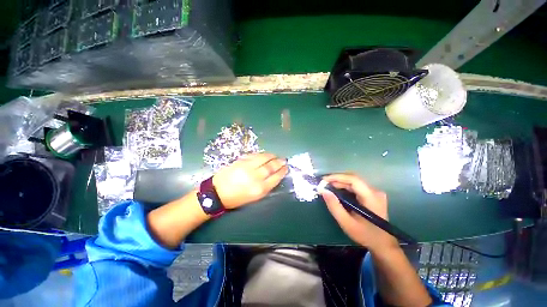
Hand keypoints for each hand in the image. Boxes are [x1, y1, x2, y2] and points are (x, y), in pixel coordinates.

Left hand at [213, 153, 287, 208]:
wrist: (217, 192)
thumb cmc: (237, 198)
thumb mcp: (254, 198)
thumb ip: (265, 187)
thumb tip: (274, 176)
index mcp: (259, 189)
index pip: (275, 177)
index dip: (282, 172)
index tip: (286, 168)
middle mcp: (255, 177)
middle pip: (271, 167)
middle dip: (279, 162)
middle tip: (283, 160)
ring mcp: (247, 167)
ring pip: (264, 158)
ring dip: (272, 156)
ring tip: (276, 156)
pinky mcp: (241, 161)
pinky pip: (255, 155)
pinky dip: (262, 154)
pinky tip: (265, 155)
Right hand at [319, 173, 398, 251]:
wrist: (383, 244)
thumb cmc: (365, 235)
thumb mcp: (346, 222)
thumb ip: (334, 206)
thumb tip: (323, 191)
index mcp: (371, 197)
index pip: (353, 179)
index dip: (337, 177)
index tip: (324, 180)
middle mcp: (375, 191)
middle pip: (353, 179)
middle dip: (337, 179)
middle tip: (324, 184)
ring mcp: (375, 192)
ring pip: (354, 181)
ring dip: (340, 182)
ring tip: (328, 186)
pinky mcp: (372, 195)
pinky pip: (356, 186)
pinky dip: (345, 186)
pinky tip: (337, 190)